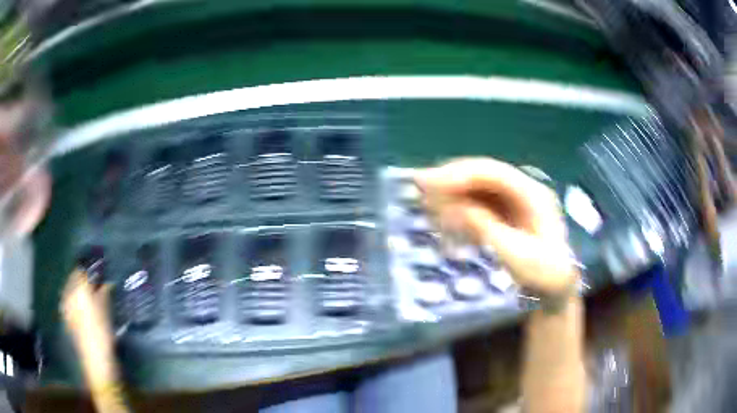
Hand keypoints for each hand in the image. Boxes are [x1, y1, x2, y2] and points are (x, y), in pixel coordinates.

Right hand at [415, 158, 576, 297]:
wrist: (556, 288)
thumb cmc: (543, 273)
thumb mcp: (516, 255)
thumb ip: (486, 228)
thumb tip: (455, 207)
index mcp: (532, 194)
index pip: (493, 173)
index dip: (461, 174)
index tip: (431, 181)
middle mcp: (523, 190)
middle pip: (484, 175)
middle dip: (452, 179)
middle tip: (420, 186)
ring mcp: (515, 202)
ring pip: (479, 188)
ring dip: (453, 193)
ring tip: (427, 204)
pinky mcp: (506, 214)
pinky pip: (480, 203)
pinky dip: (460, 208)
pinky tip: (445, 217)